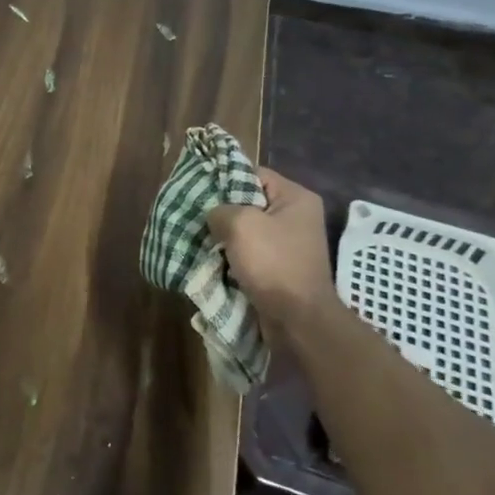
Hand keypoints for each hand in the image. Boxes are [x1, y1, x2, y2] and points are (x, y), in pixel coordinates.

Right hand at [206, 167, 335, 327]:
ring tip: (199, 238)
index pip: (254, 174)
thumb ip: (220, 209)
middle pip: (249, 203)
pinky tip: (211, 259)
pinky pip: (250, 254)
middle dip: (222, 211)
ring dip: (224, 237)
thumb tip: (214, 215)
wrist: (298, 319)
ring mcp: (290, 245)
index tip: (200, 191)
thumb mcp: (240, 224)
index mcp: (296, 198)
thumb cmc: (273, 263)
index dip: (225, 179)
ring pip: (247, 231)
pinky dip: (232, 257)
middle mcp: (297, 217)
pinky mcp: (280, 268)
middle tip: (195, 216)